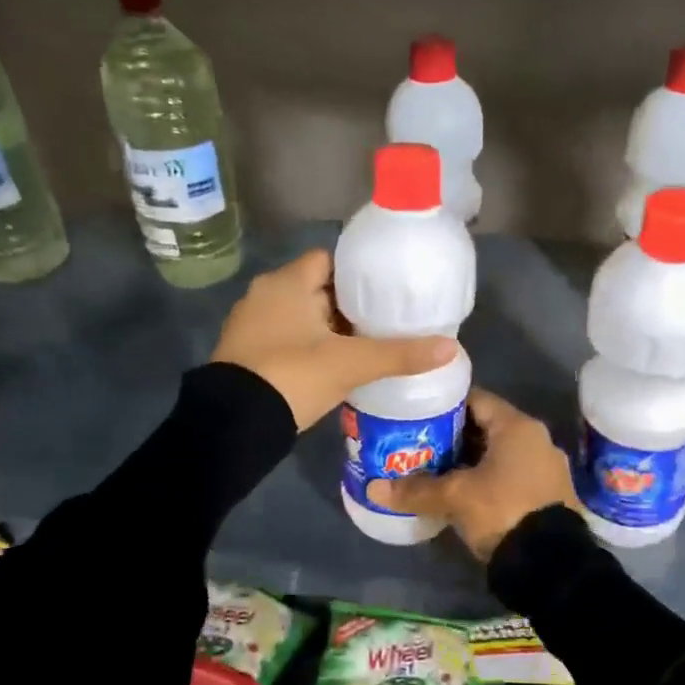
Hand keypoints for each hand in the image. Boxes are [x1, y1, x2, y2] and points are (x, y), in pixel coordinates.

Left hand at [211, 248, 456, 430]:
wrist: (234, 424)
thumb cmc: (293, 376)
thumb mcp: (351, 364)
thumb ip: (400, 354)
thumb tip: (450, 347)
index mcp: (287, 282)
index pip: (328, 260)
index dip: (357, 274)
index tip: (384, 292)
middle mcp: (265, 294)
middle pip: (315, 288)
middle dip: (346, 305)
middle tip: (381, 322)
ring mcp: (251, 324)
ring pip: (300, 315)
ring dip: (327, 328)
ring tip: (362, 345)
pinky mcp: (245, 352)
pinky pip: (285, 337)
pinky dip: (307, 345)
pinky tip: (331, 365)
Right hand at [368, 389, 579, 560]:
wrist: (552, 564)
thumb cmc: (503, 510)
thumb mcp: (455, 497)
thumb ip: (416, 490)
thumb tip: (374, 488)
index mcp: (518, 426)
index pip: (476, 399)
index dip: (446, 404)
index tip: (419, 414)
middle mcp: (536, 439)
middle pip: (487, 428)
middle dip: (454, 437)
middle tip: (420, 444)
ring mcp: (546, 468)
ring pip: (499, 454)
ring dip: (471, 461)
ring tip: (436, 471)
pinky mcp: (549, 495)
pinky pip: (511, 476)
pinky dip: (488, 480)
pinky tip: (464, 495)